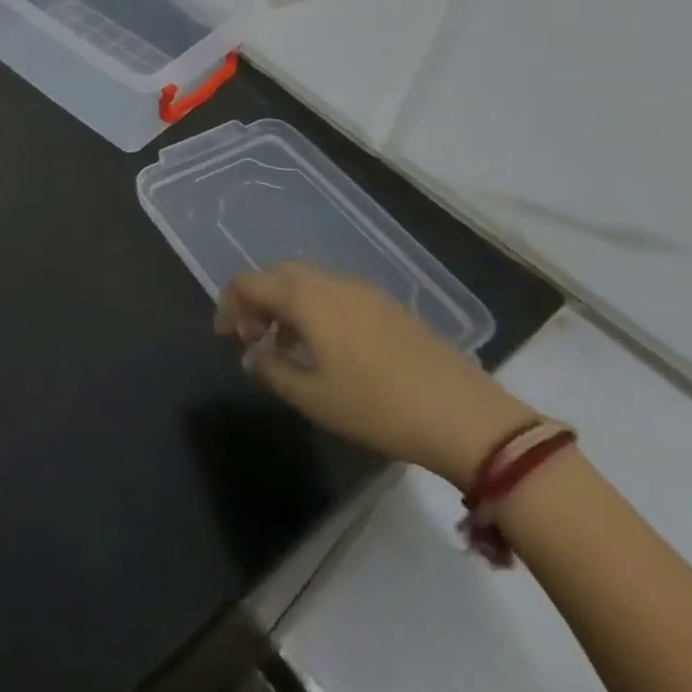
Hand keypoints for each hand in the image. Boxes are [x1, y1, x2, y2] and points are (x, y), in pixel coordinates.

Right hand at [216, 261, 535, 485]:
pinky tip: (327, 348)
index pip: (248, 282)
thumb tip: (252, 355)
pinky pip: (334, 293)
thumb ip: (272, 370)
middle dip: (257, 300)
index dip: (228, 306)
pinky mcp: (387, 305)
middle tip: (254, 338)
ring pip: (307, 282)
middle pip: (277, 274)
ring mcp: (362, 290)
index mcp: (304, 296)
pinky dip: (315, 309)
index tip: (225, 338)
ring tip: (288, 346)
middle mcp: (329, 281)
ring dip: (286, 305)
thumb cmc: (377, 407)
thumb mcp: (313, 398)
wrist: (465, 417)